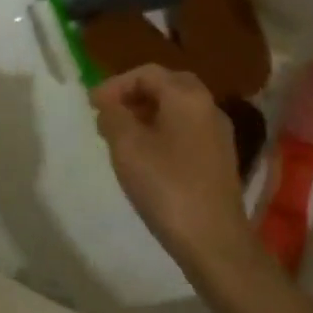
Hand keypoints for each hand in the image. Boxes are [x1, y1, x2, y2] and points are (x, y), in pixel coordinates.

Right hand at [91, 65, 247, 265]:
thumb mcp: (127, 147)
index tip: (92, 106)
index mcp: (187, 96)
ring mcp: (218, 133)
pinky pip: (188, 130)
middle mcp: (208, 106)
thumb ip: (113, 116)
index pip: (147, 72)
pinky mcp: (220, 158)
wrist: (214, 240)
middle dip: (134, 95)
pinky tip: (147, 157)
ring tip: (122, 137)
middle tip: (108, 115)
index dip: (116, 84)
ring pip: (178, 109)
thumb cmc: (167, 187)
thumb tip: (109, 105)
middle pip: (167, 86)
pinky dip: (164, 131)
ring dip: (148, 114)